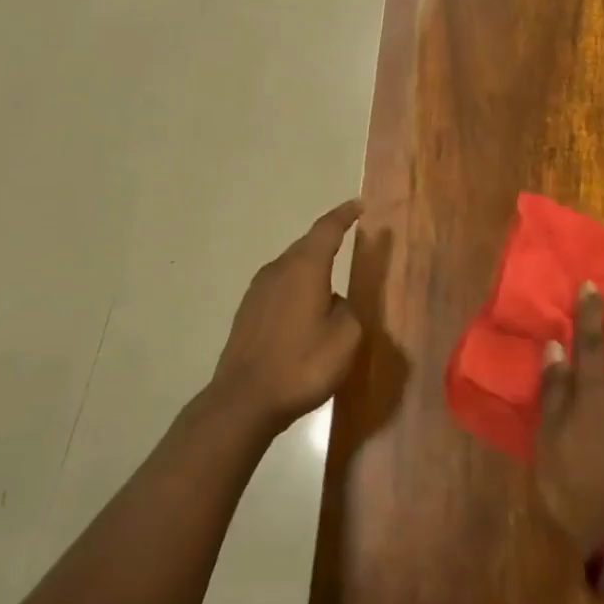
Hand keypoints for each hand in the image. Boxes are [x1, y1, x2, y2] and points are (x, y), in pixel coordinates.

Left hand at [209, 199, 364, 431]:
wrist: (244, 399)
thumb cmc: (301, 365)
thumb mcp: (345, 340)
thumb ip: (348, 311)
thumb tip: (335, 302)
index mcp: (305, 268)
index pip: (327, 229)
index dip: (344, 215)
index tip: (358, 205)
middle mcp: (278, 269)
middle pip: (307, 245)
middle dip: (328, 241)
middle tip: (350, 240)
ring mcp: (258, 290)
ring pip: (291, 267)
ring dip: (311, 268)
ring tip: (331, 282)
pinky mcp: (248, 311)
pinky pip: (279, 287)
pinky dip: (297, 289)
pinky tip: (305, 311)